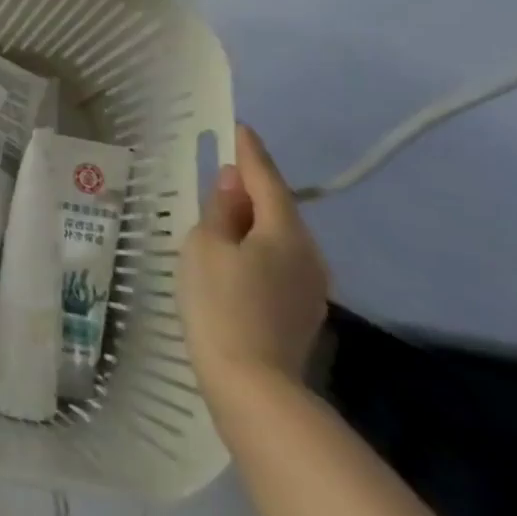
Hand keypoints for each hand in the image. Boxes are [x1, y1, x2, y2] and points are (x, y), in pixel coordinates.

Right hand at [182, 124, 328, 417]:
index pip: (266, 178)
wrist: (254, 388)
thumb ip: (219, 210)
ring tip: (225, 212)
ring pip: (280, 237)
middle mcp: (308, 253)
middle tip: (223, 170)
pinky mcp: (302, 312)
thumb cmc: (221, 305)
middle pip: (278, 207)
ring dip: (255, 220)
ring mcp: (310, 286)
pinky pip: (280, 262)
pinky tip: (238, 256)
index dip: (249, 151)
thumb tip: (231, 183)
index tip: (239, 127)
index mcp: (284, 231)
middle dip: (252, 187)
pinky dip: (259, 248)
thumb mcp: (205, 247)